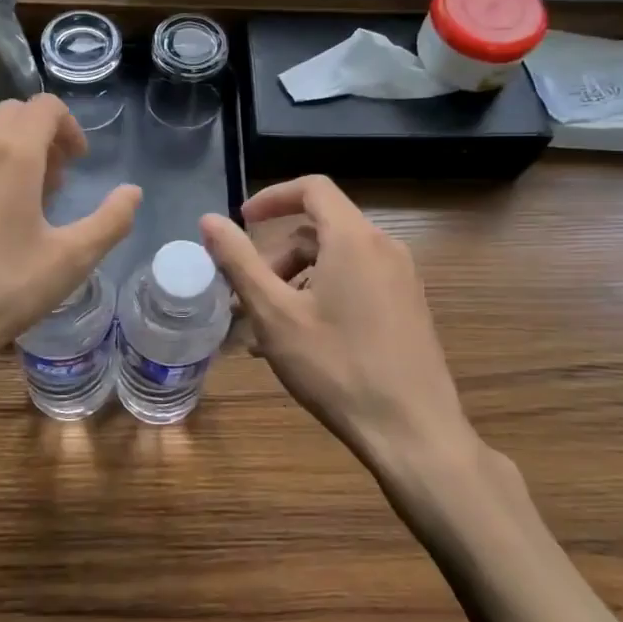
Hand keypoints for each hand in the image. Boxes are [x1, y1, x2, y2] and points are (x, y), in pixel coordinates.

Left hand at [0, 95, 139, 403]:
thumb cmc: (0, 291)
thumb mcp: (70, 261)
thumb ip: (110, 221)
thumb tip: (132, 193)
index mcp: (12, 152)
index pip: (45, 107)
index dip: (69, 127)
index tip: (77, 163)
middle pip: (11, 113)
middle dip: (39, 135)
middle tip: (53, 181)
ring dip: (5, 148)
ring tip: (16, 196)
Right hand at [200, 176, 469, 470]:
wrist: (413, 433)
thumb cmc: (337, 367)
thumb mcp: (275, 314)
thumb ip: (239, 261)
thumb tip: (209, 220)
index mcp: (354, 239)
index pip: (312, 188)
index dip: (272, 197)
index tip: (242, 222)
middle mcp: (384, 248)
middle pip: (320, 231)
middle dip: (277, 256)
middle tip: (247, 297)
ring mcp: (402, 279)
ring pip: (336, 261)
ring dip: (295, 282)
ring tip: (266, 330)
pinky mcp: (408, 308)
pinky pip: (357, 284)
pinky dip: (322, 297)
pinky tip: (300, 343)